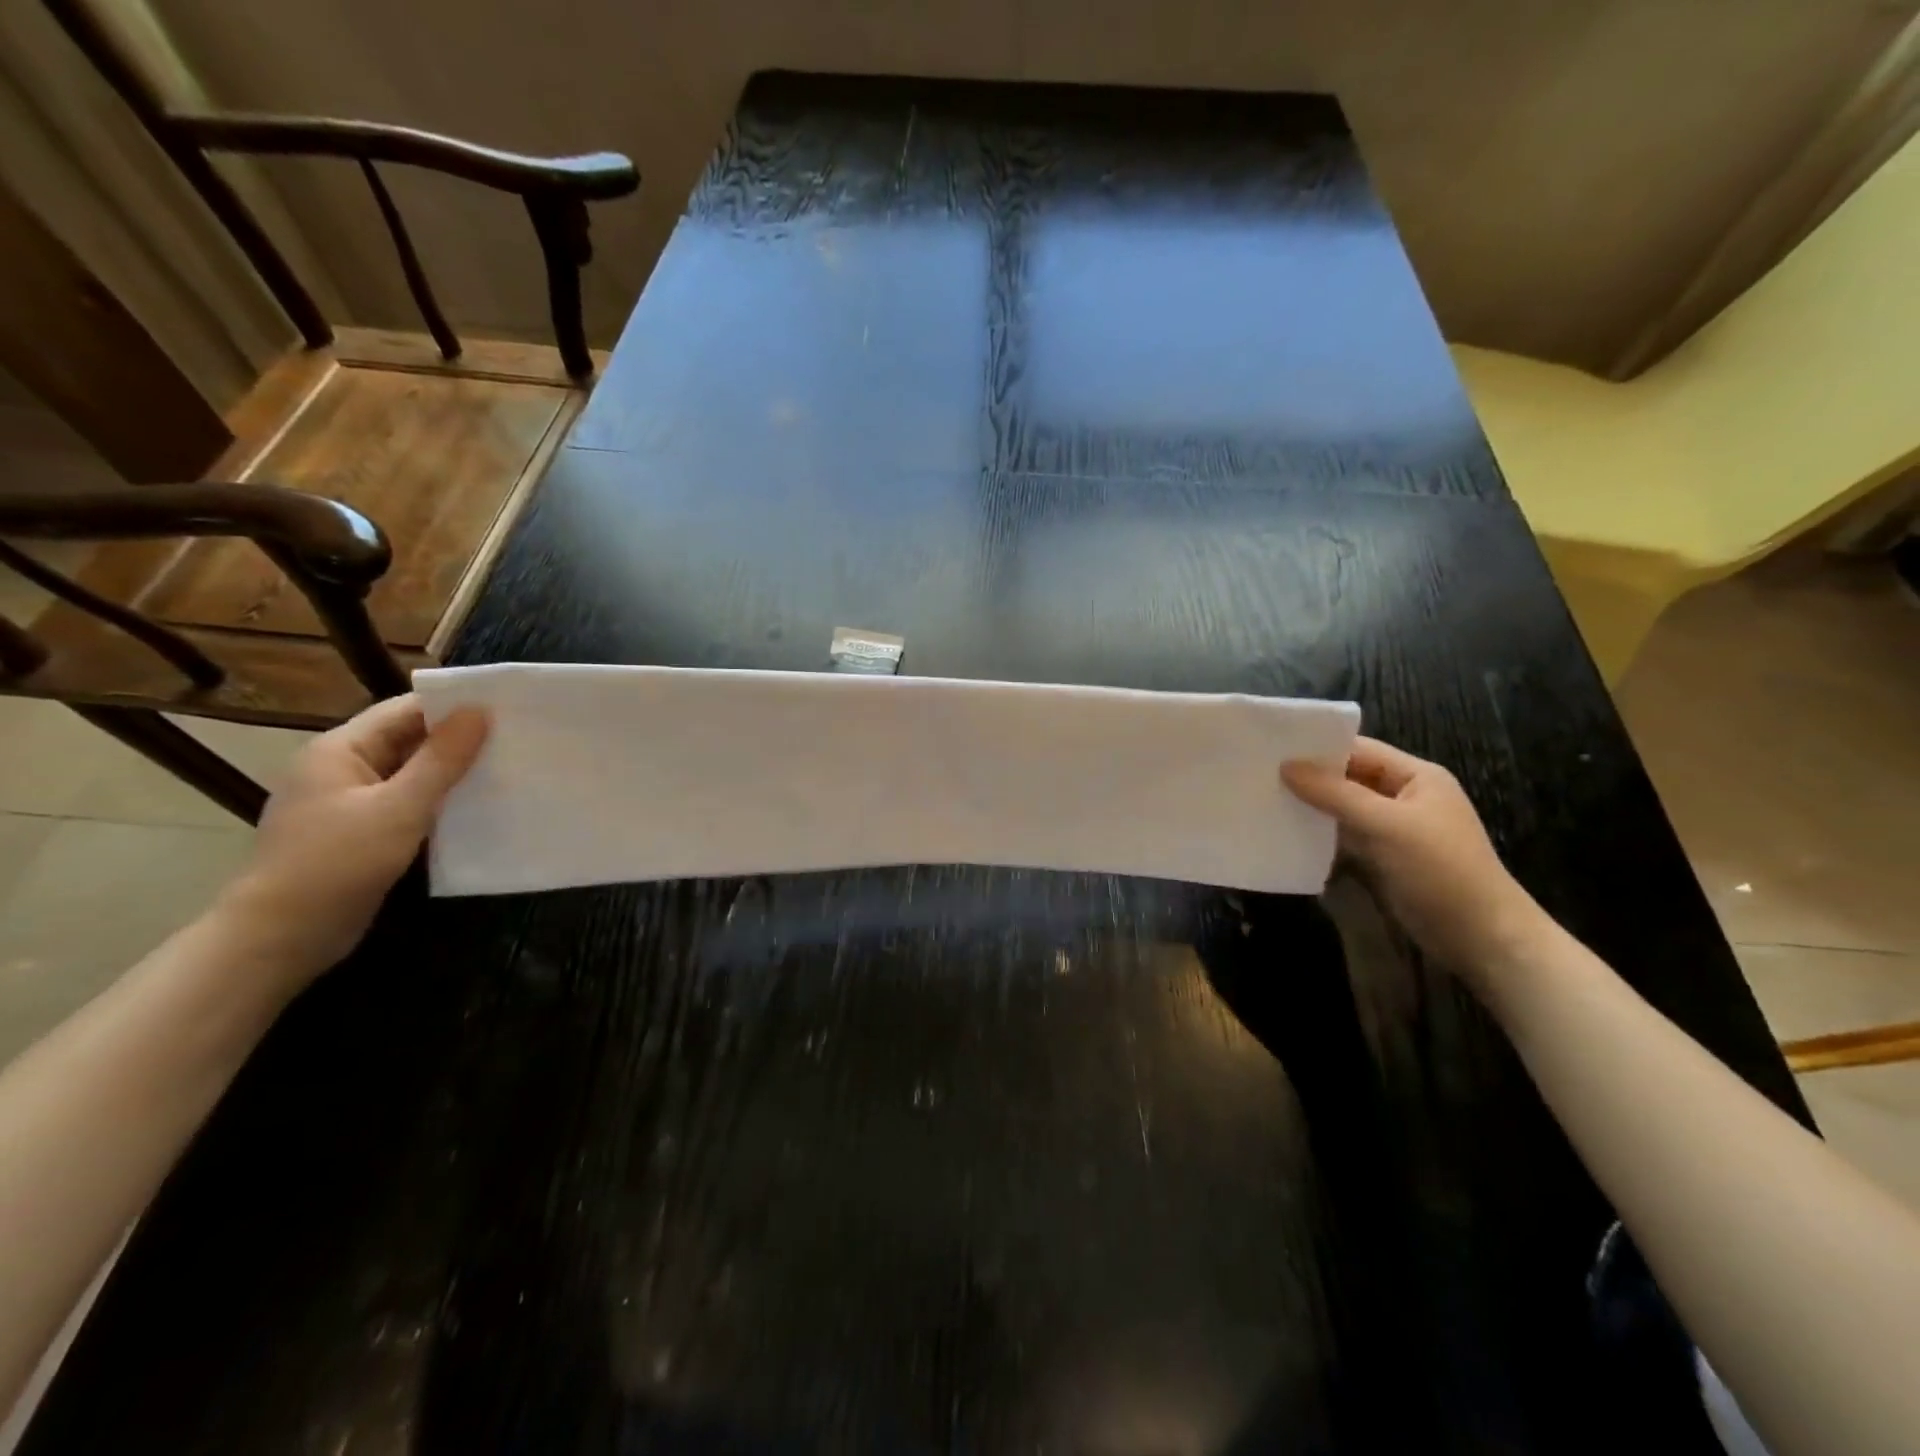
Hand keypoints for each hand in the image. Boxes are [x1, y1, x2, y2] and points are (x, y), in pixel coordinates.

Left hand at [220, 695, 489, 985]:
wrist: (280, 938)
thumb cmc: (336, 864)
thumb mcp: (398, 808)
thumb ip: (441, 760)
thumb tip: (480, 712)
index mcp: (340, 750)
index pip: (405, 711)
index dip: (454, 706)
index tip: (508, 707)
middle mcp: (342, 768)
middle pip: (409, 740)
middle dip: (460, 739)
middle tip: (519, 738)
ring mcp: (350, 802)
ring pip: (412, 774)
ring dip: (454, 772)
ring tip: (510, 769)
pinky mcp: (361, 832)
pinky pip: (408, 803)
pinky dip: (440, 801)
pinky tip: (479, 808)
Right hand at [1282, 737, 1547, 981]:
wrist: (1480, 937)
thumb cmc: (1439, 870)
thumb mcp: (1386, 825)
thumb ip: (1335, 794)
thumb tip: (1287, 766)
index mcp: (1416, 777)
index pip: (1360, 750)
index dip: (1319, 748)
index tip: (1273, 748)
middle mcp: (1404, 796)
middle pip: (1349, 777)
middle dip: (1309, 777)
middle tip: (1259, 774)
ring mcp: (1393, 829)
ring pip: (1343, 808)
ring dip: (1311, 806)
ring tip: (1264, 800)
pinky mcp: (1383, 858)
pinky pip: (1345, 837)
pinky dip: (1320, 835)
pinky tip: (1287, 834)